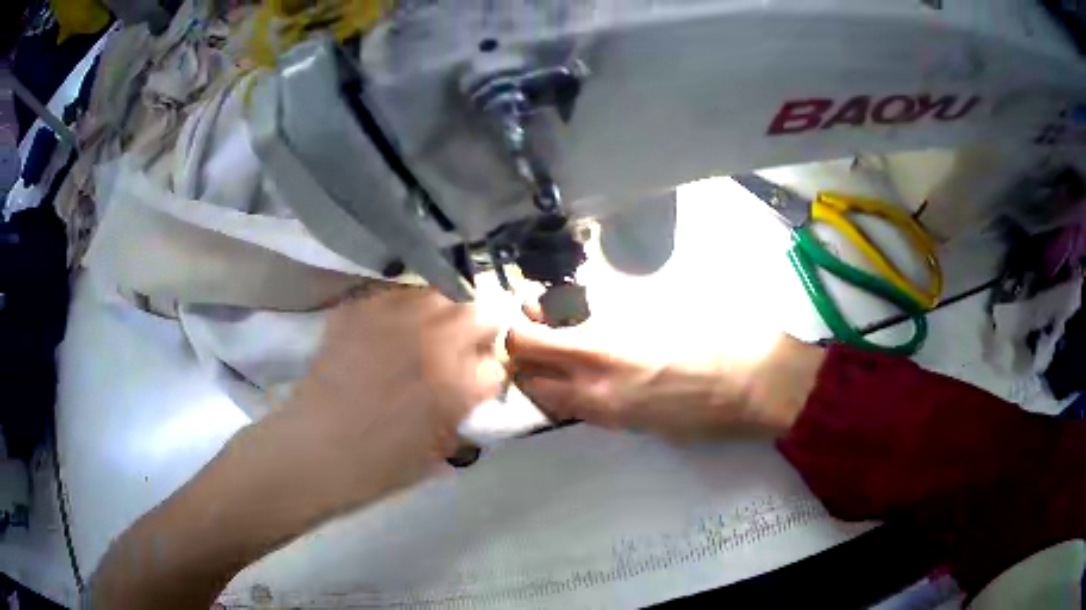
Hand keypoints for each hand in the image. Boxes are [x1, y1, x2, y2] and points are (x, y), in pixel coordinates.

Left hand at [279, 287, 506, 507]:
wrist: (314, 450)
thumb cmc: (379, 466)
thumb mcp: (440, 449)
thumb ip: (466, 412)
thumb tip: (476, 386)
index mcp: (457, 383)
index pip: (498, 362)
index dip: (494, 371)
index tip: (484, 378)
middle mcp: (431, 340)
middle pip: (479, 312)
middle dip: (479, 332)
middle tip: (462, 350)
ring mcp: (392, 319)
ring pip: (439, 294)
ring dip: (443, 313)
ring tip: (427, 334)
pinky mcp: (359, 310)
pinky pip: (395, 295)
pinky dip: (402, 309)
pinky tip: (391, 331)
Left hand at [508, 323, 823, 440]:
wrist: (753, 386)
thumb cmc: (713, 335)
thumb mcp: (656, 308)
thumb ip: (609, 314)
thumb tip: (580, 317)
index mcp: (598, 352)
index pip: (525, 346)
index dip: (516, 327)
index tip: (530, 311)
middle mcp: (592, 392)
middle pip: (527, 382)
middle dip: (524, 359)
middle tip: (541, 334)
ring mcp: (608, 417)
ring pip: (552, 403)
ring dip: (545, 380)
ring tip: (564, 355)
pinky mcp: (627, 431)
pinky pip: (582, 414)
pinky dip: (572, 396)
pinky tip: (594, 375)